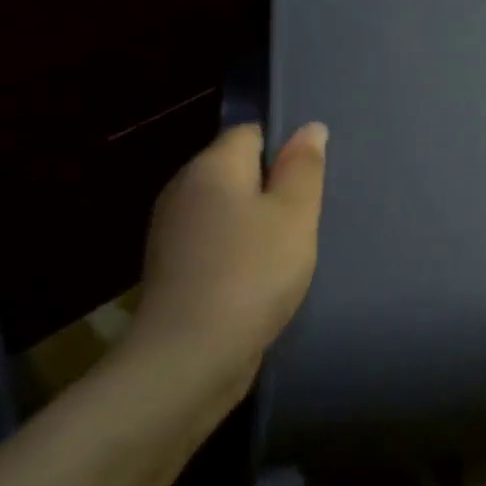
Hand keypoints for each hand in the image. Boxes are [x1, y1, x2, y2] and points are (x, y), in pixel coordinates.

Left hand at [131, 122, 327, 388]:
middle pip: (238, 171)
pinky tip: (263, 275)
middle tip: (310, 215)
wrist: (190, 357)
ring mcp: (173, 232)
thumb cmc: (253, 272)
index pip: (251, 134)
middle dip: (274, 188)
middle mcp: (183, 190)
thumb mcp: (295, 214)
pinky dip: (240, 250)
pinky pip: (216, 241)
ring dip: (258, 222)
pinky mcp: (174, 269)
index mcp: (211, 167)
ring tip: (291, 248)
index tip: (312, 180)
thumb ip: (303, 167)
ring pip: (228, 209)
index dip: (285, 149)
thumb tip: (309, 128)